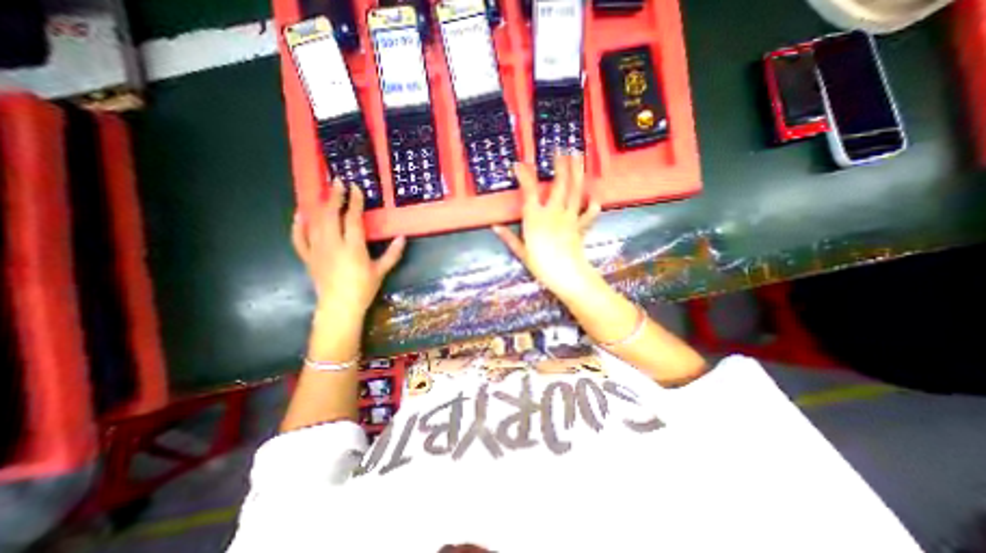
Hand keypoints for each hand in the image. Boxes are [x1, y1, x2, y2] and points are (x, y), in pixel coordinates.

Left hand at [290, 179, 405, 316]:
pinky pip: (298, 238)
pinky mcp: (307, 257)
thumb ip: (393, 253)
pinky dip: (298, 226)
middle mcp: (332, 244)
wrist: (339, 307)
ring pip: (315, 222)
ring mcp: (317, 250)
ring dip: (320, 206)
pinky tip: (300, 215)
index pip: (352, 218)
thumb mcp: (381, 271)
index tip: (356, 188)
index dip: (354, 201)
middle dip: (334, 197)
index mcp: (353, 247)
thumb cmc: (363, 289)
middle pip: (331, 215)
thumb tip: (403, 237)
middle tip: (337, 182)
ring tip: (323, 193)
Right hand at [490, 154, 600, 298]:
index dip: (524, 175)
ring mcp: (570, 218)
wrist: (566, 274)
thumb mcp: (521, 251)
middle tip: (561, 150)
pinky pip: (589, 213)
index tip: (519, 164)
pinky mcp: (581, 226)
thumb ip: (509, 237)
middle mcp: (554, 212)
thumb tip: (494, 227)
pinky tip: (595, 196)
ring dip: (576, 173)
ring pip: (575, 192)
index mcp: (536, 217)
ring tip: (578, 157)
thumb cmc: (541, 264)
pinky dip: (593, 205)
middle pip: (559, 185)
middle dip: (560, 165)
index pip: (529, 191)